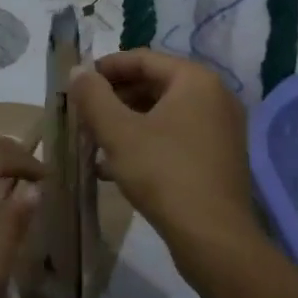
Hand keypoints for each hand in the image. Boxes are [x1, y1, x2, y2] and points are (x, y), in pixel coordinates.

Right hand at [68, 49, 258, 255]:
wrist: (212, 238)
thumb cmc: (163, 173)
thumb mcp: (118, 132)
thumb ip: (93, 96)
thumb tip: (77, 71)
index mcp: (195, 80)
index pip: (142, 59)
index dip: (105, 68)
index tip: (77, 84)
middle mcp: (214, 96)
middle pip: (154, 84)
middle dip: (114, 98)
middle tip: (83, 114)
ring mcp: (220, 128)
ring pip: (162, 113)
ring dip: (126, 122)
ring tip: (93, 140)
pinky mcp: (217, 157)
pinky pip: (175, 136)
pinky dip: (146, 141)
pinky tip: (114, 166)